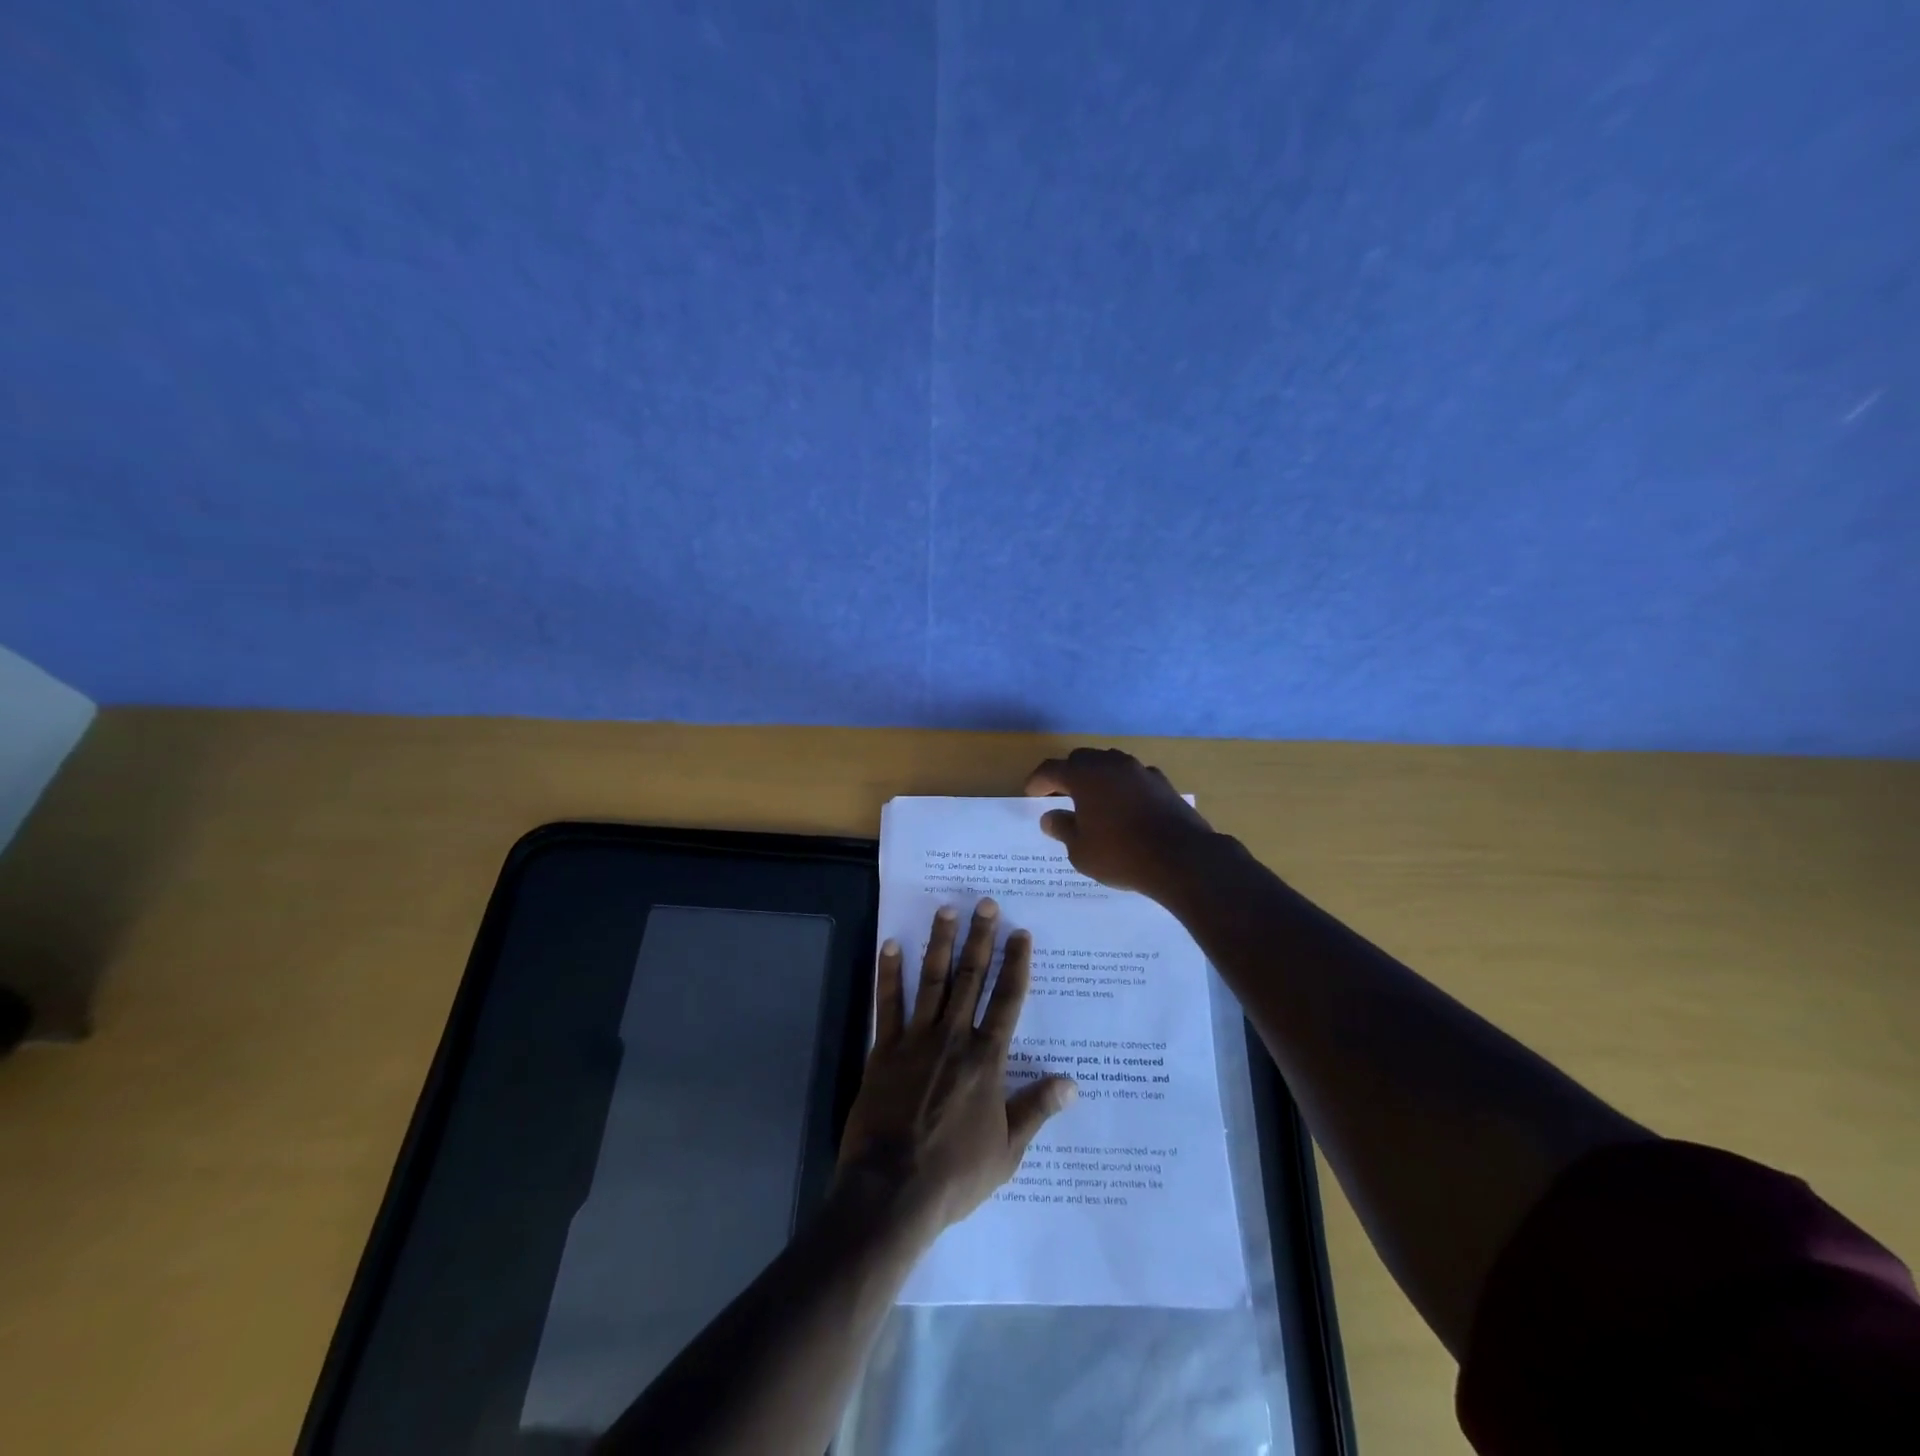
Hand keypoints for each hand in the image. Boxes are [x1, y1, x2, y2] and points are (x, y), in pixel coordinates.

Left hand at [837, 901, 1076, 1233]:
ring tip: (946, 910)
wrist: (893, 1190)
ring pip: (931, 980)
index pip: (1007, 1001)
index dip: (1015, 964)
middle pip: (970, 979)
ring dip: (939, 943)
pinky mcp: (883, 1049)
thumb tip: (1072, 1083)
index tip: (1020, 933)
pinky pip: (887, 1004)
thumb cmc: (955, 1173)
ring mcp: (916, 1040)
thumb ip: (1036, 1109)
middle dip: (980, 939)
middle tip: (985, 903)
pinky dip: (888, 973)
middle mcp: (954, 1038)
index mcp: (986, 1060)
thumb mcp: (1007, 1150)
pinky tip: (889, 944)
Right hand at [1024, 747, 1215, 897]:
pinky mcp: (1162, 783)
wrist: (1182, 859)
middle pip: (1082, 759)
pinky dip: (1122, 787)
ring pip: (1110, 764)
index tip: (1031, 794)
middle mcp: (1111, 765)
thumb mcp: (1081, 851)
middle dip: (1068, 774)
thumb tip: (1051, 817)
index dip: (1038, 781)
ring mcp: (1140, 771)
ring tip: (1092, 800)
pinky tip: (1124, 806)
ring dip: (1097, 777)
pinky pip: (1133, 777)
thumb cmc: (1121, 855)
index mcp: (1085, 776)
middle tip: (1060, 795)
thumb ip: (1063, 829)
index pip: (1051, 769)